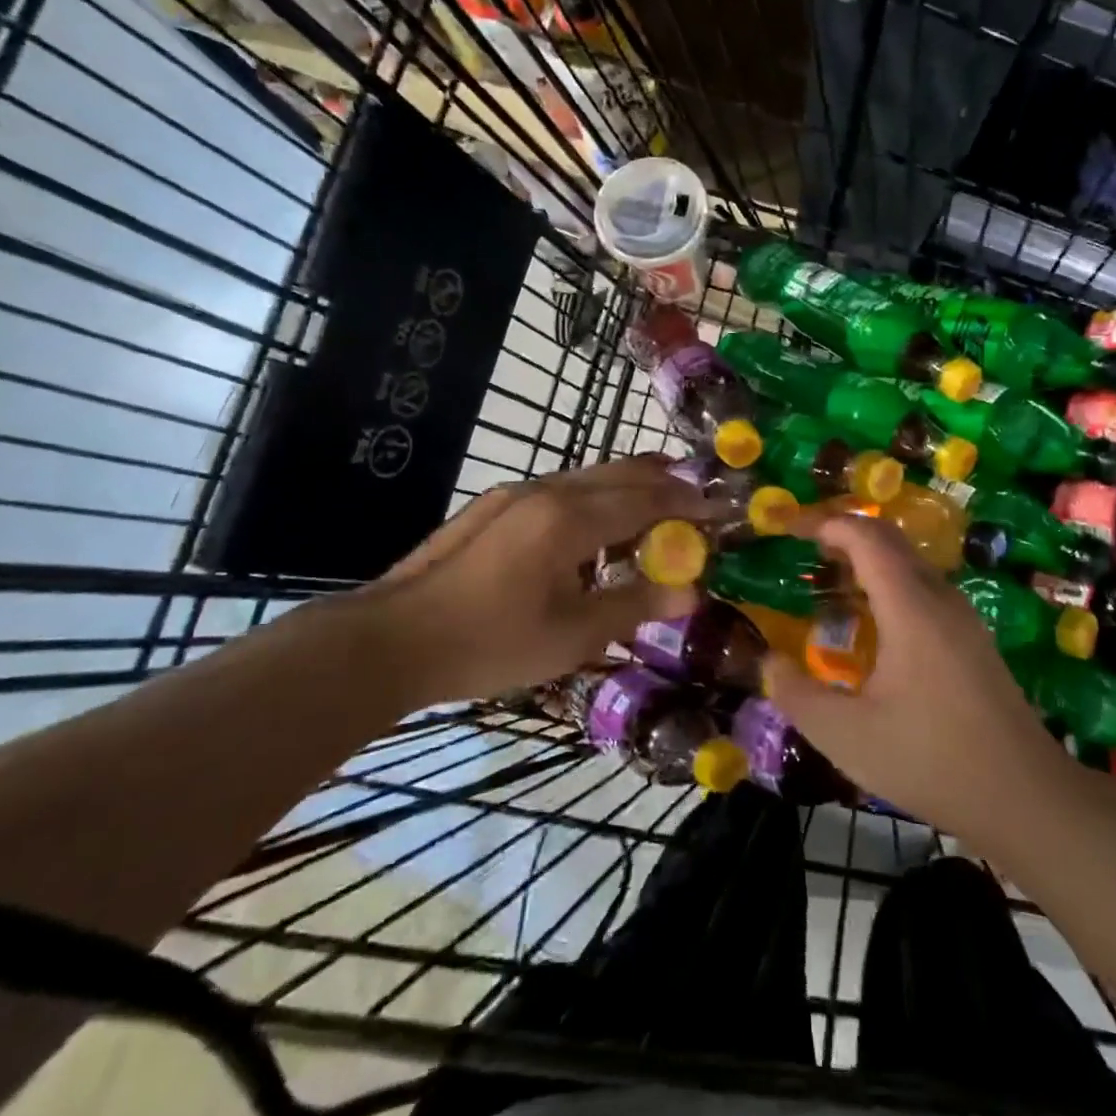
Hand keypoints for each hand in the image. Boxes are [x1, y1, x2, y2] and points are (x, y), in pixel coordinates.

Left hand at [360, 456, 711, 703]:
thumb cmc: (490, 642)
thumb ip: (635, 605)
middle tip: (696, 497)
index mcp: (570, 518)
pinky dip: (595, 498)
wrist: (394, 639)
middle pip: (620, 473)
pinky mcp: (494, 506)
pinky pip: (561, 489)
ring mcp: (516, 494)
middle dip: (664, 481)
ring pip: (589, 476)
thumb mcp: (572, 635)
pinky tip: (594, 528)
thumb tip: (691, 592)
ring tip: (655, 506)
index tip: (721, 507)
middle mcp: (547, 491)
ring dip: (628, 487)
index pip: (647, 498)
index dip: (688, 502)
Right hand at [761, 516, 1059, 840]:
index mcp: (910, 608)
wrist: (1028, 799)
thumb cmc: (932, 761)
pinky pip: (924, 588)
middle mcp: (940, 599)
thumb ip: (797, 695)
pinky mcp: (973, 640)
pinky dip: (889, 583)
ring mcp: (963, 618)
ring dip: (869, 558)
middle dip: (845, 532)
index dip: (826, 523)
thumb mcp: (847, 737)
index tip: (789, 528)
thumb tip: (768, 662)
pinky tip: (872, 623)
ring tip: (830, 581)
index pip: (866, 537)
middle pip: (891, 540)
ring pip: (911, 564)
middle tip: (803, 548)